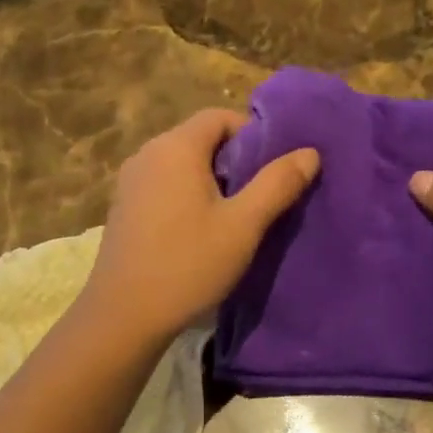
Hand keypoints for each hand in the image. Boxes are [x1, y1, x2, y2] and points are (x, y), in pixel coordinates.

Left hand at [83, 110, 319, 343]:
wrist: (124, 315)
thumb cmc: (188, 264)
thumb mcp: (243, 225)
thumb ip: (277, 184)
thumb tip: (309, 153)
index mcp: (176, 147)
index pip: (220, 117)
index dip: (252, 134)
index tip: (273, 168)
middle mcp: (148, 153)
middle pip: (200, 138)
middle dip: (233, 160)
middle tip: (260, 195)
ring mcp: (130, 181)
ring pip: (181, 164)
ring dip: (211, 180)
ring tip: (234, 216)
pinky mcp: (123, 207)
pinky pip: (163, 185)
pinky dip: (186, 195)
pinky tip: (199, 231)